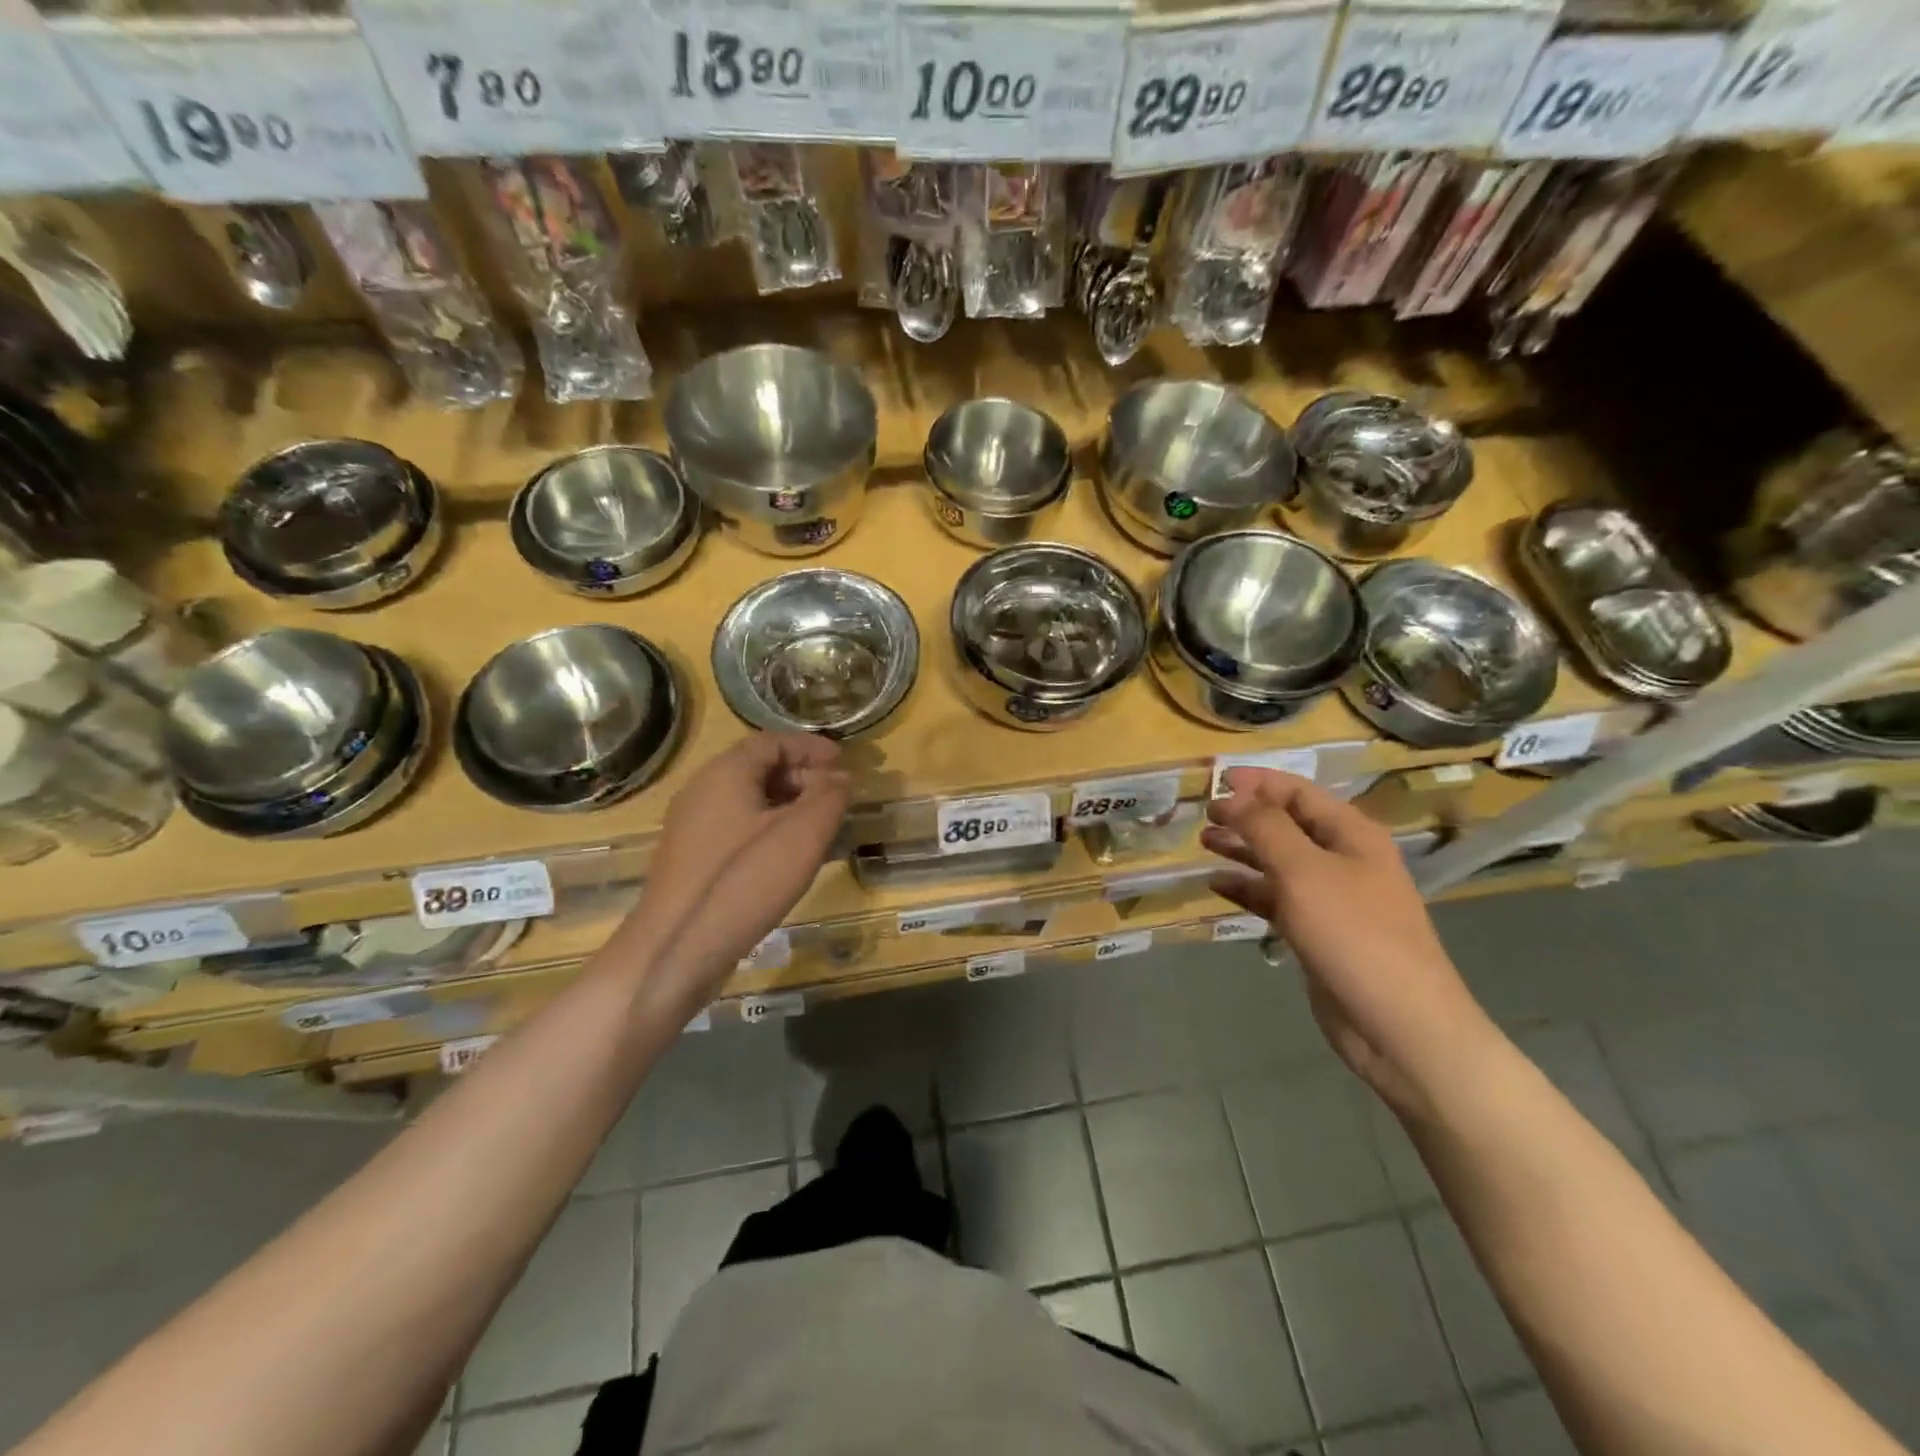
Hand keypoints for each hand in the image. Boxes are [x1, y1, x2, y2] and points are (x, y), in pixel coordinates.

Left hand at [624, 733, 850, 1006]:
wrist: (675, 950)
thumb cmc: (745, 881)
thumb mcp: (803, 834)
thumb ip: (829, 798)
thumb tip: (841, 778)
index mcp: (725, 773)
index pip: (772, 741)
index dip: (810, 747)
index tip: (843, 762)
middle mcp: (702, 791)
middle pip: (757, 769)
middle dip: (802, 777)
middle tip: (836, 798)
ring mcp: (691, 828)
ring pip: (747, 801)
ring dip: (787, 806)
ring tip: (819, 829)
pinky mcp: (690, 861)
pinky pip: (735, 829)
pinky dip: (767, 830)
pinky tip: (787, 858)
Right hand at [1201, 768, 1491, 1112]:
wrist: (1398, 1024)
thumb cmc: (1353, 934)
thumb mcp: (1303, 870)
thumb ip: (1265, 827)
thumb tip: (1234, 797)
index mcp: (1351, 835)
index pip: (1299, 792)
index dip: (1258, 783)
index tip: (1215, 781)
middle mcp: (1344, 860)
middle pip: (1288, 825)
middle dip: (1246, 816)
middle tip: (1204, 815)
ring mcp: (1332, 899)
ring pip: (1279, 862)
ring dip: (1243, 850)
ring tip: (1204, 843)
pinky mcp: (1318, 933)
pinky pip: (1276, 900)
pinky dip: (1248, 889)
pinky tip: (1217, 886)